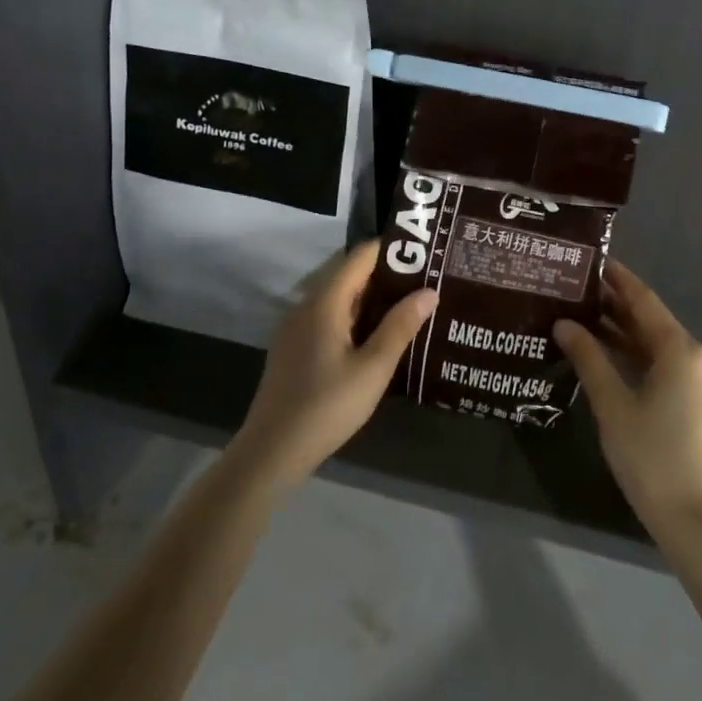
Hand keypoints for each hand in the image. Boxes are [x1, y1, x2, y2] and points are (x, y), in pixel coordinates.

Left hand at [230, 240, 437, 491]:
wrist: (272, 451)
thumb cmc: (327, 406)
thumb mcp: (373, 368)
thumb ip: (400, 326)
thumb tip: (429, 291)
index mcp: (324, 302)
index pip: (359, 256)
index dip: (391, 250)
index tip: (424, 253)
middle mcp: (306, 305)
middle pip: (348, 274)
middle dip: (385, 273)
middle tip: (424, 280)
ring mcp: (296, 327)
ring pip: (338, 297)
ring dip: (370, 297)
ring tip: (408, 304)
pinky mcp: (294, 348)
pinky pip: (328, 317)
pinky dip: (354, 316)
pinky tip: (376, 335)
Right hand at [554, 261, 701, 539]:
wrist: (699, 524)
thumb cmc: (651, 459)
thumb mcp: (613, 406)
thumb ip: (589, 359)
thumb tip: (565, 324)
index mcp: (681, 352)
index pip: (645, 301)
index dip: (619, 280)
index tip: (595, 261)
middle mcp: (700, 361)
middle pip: (655, 324)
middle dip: (619, 308)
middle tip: (580, 292)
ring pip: (662, 350)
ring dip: (628, 336)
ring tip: (589, 322)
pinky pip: (670, 371)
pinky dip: (643, 361)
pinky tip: (615, 363)